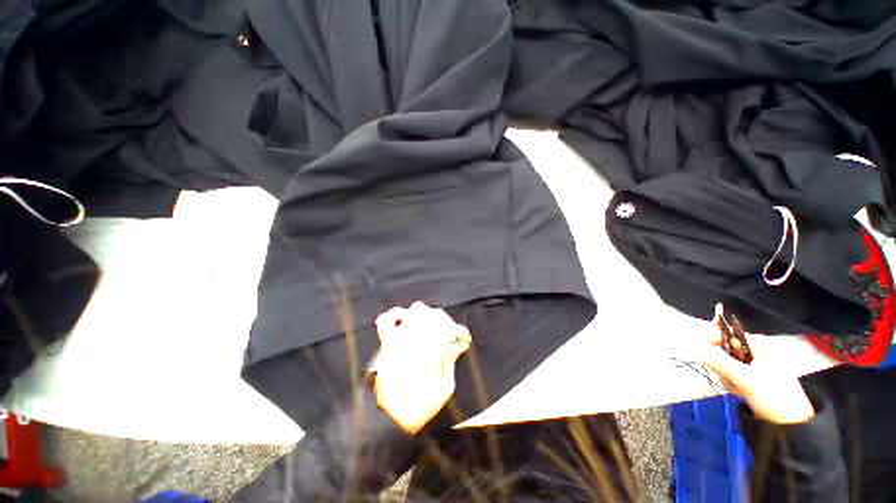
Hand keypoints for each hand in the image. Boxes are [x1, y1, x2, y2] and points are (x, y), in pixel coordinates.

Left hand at [372, 301, 472, 433]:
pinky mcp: (387, 342)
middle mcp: (417, 337)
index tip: (466, 339)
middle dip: (448, 323)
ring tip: (432, 327)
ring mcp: (400, 337)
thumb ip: (452, 360)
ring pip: (416, 310)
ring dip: (428, 315)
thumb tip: (461, 344)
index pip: (451, 328)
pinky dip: (397, 314)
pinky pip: (387, 320)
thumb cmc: (421, 406)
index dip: (461, 331)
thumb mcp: (446, 387)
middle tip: (451, 337)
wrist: (389, 418)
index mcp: (433, 350)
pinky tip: (405, 317)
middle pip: (436, 315)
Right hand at [702, 324, 815, 424]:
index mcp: (759, 348)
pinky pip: (731, 377)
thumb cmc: (774, 396)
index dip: (718, 336)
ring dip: (728, 377)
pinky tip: (740, 393)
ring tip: (739, 389)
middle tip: (727, 375)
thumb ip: (722, 363)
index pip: (732, 334)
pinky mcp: (750, 381)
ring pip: (727, 366)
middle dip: (723, 364)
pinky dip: (732, 385)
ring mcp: (752, 369)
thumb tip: (701, 349)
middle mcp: (755, 355)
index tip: (708, 343)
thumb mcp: (747, 379)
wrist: (790, 423)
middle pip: (726, 351)